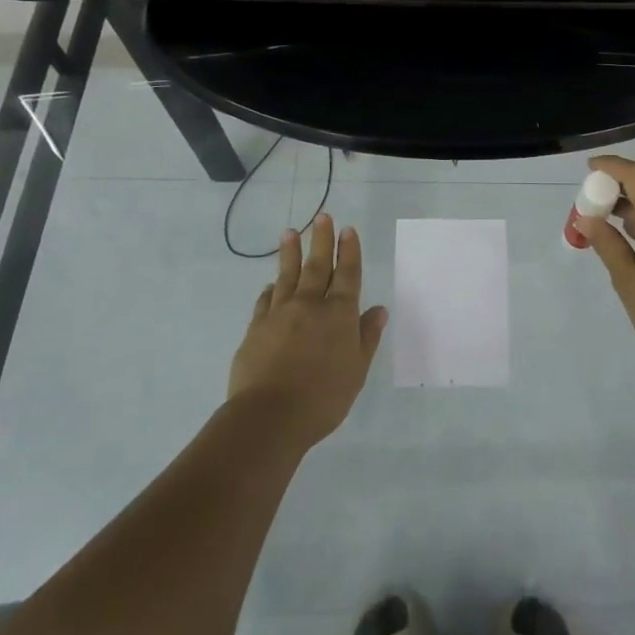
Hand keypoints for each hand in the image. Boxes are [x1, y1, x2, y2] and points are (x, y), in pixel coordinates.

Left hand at [228, 215, 387, 447]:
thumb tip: (378, 310)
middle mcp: (310, 305)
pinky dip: (271, 289)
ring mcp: (280, 314)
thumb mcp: (357, 371)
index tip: (348, 230)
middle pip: (317, 266)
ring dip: (290, 253)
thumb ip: (367, 337)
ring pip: (287, 275)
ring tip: (290, 232)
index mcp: (339, 314)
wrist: (269, 417)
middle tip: (322, 217)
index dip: (348, 251)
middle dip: (321, 240)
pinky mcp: (256, 329)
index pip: (347, 274)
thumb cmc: (323, 397)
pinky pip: (266, 301)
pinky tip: (271, 284)